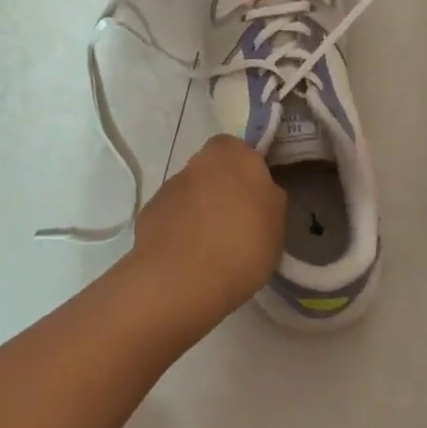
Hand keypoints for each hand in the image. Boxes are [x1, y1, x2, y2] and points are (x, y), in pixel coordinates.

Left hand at [130, 136, 285, 319]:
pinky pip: (171, 217)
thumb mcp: (277, 223)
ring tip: (212, 250)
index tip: (255, 199)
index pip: (239, 149)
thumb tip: (261, 192)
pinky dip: (178, 230)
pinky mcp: (149, 213)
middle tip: (236, 225)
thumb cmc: (241, 245)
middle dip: (221, 191)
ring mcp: (169, 187)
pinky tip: (188, 259)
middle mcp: (197, 162)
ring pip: (191, 193)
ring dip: (199, 211)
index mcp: (232, 155)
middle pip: (212, 170)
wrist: (180, 278)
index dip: (246, 171)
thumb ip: (269, 198)